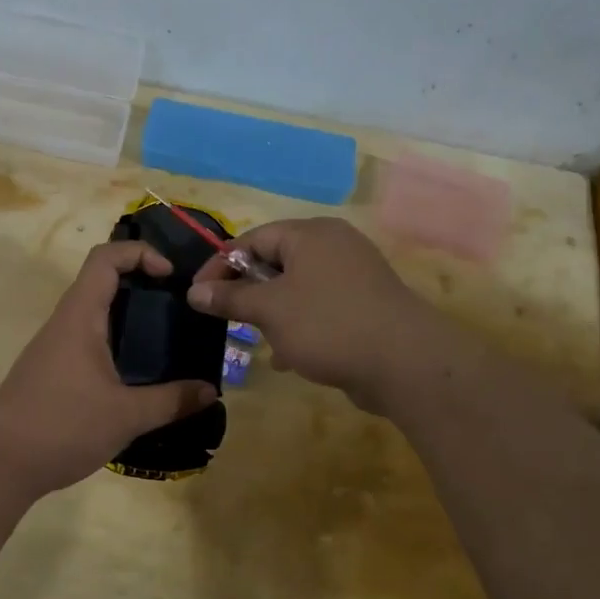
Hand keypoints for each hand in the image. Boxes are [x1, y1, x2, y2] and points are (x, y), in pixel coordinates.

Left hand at [0, 241, 218, 496]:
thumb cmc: (62, 426)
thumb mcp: (126, 416)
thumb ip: (172, 401)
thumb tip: (212, 391)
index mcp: (80, 317)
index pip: (105, 258)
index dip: (140, 253)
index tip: (171, 276)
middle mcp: (65, 323)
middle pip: (103, 283)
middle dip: (143, 287)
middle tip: (179, 309)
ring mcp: (55, 348)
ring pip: (95, 315)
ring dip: (129, 319)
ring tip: (167, 342)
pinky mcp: (52, 372)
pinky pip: (88, 343)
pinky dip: (116, 345)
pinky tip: (138, 376)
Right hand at [187, 217, 455, 413]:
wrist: (405, 363)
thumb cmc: (328, 324)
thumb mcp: (269, 310)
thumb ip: (230, 298)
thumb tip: (194, 292)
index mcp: (310, 235)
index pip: (253, 239)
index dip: (221, 265)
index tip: (198, 295)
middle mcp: (333, 247)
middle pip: (275, 262)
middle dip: (248, 292)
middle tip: (227, 318)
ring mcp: (353, 276)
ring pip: (296, 289)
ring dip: (272, 314)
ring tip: (257, 340)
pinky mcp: (365, 306)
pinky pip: (319, 308)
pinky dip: (298, 326)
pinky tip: (287, 357)